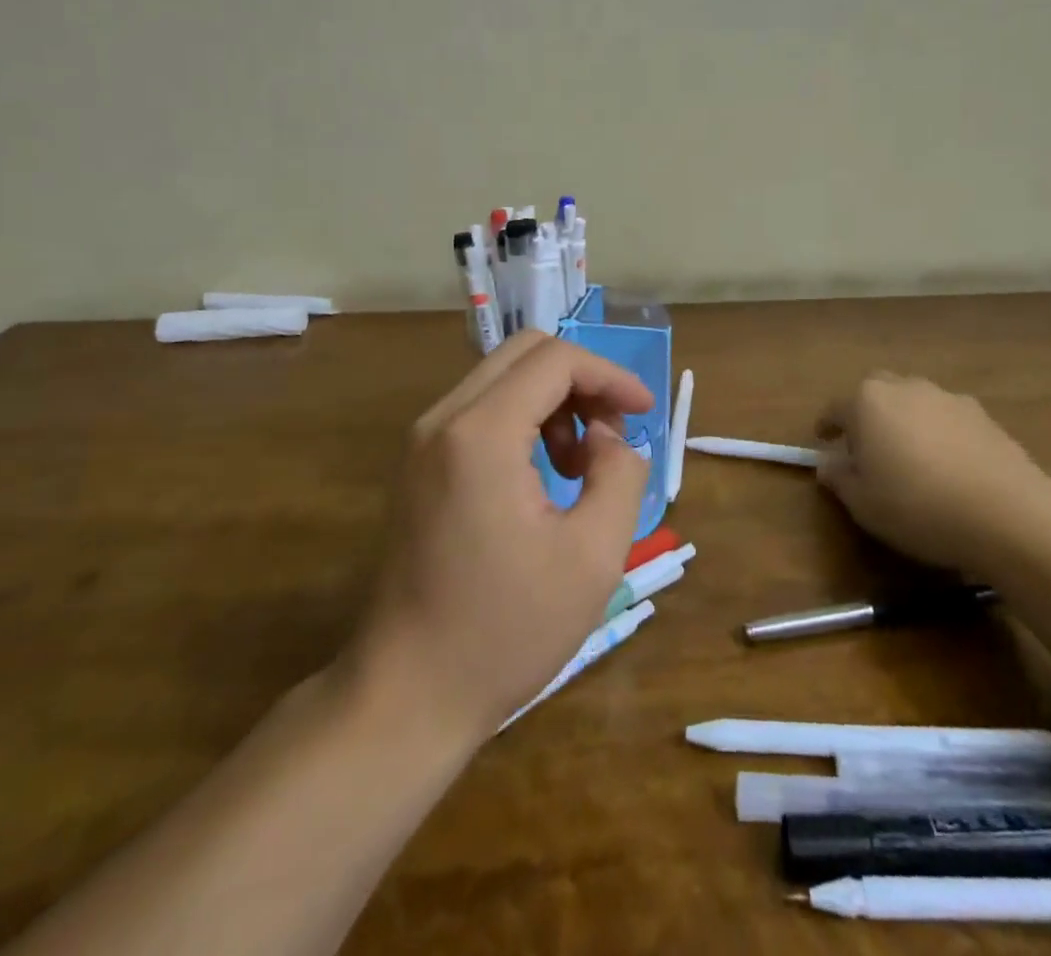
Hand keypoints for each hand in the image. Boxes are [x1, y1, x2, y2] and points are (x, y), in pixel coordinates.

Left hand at [346, 332, 654, 743]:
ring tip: (578, 468)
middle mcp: (443, 420)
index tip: (644, 412)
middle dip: (581, 380)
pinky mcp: (418, 466)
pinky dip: (523, 421)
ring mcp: (422, 442)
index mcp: (481, 433)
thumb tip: (608, 438)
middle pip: (525, 353)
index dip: (610, 375)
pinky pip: (480, 411)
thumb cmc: (506, 631)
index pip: (555, 359)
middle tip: (612, 433)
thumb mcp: (593, 556)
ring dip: (553, 402)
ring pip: (502, 379)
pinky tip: (542, 477)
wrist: (406, 697)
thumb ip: (619, 474)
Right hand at [816, 373, 1050, 570]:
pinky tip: (949, 466)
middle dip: (868, 415)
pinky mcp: (983, 415)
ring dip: (906, 422)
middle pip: (876, 394)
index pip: (835, 408)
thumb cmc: (917, 505)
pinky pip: (947, 419)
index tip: (824, 443)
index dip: (827, 427)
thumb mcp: (863, 503)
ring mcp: (947, 397)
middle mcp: (905, 387)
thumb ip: (839, 479)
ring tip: (911, 458)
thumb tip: (828, 464)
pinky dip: (940, 434)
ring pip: (914, 402)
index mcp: (867, 401)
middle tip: (868, 449)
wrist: (1007, 513)